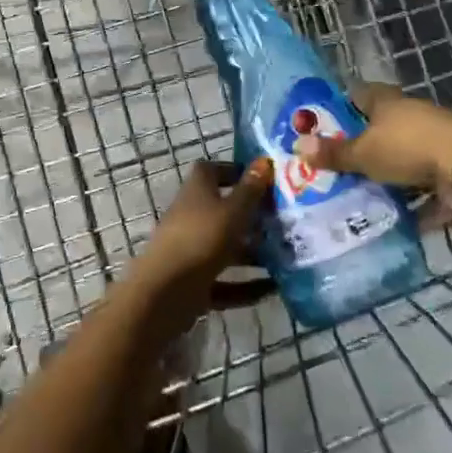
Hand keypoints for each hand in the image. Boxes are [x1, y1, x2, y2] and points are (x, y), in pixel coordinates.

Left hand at [139, 158, 272, 296]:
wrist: (165, 292)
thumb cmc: (201, 239)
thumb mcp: (232, 211)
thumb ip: (250, 189)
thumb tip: (264, 160)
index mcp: (196, 192)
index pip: (211, 171)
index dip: (234, 171)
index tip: (262, 179)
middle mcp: (191, 218)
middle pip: (223, 211)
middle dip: (252, 217)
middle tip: (283, 221)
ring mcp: (191, 251)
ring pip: (226, 248)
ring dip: (252, 253)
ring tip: (286, 257)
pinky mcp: (194, 283)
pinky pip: (225, 282)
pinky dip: (246, 286)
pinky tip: (273, 289)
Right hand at [294, 83, 451, 195]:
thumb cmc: (407, 148)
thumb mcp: (363, 154)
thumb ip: (333, 153)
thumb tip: (298, 146)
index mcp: (386, 100)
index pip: (357, 94)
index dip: (340, 107)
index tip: (324, 125)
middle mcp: (410, 111)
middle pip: (381, 123)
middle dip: (363, 141)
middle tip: (340, 161)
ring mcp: (435, 135)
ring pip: (404, 150)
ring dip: (389, 168)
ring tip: (365, 189)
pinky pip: (425, 176)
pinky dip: (414, 191)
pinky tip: (400, 210)